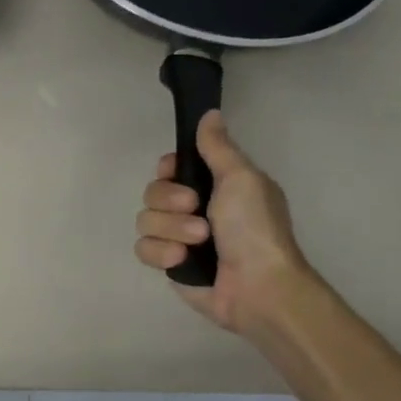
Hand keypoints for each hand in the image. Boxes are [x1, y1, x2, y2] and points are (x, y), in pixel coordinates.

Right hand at [135, 111, 313, 333]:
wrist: (257, 286)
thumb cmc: (255, 229)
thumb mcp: (242, 179)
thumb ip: (218, 148)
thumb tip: (209, 114)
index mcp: (214, 185)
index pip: (170, 167)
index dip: (168, 170)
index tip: (176, 173)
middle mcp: (193, 209)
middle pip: (152, 192)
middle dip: (170, 201)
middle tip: (196, 209)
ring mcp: (178, 237)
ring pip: (145, 221)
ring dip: (171, 230)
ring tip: (197, 242)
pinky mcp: (168, 263)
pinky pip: (143, 249)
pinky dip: (162, 253)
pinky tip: (182, 261)